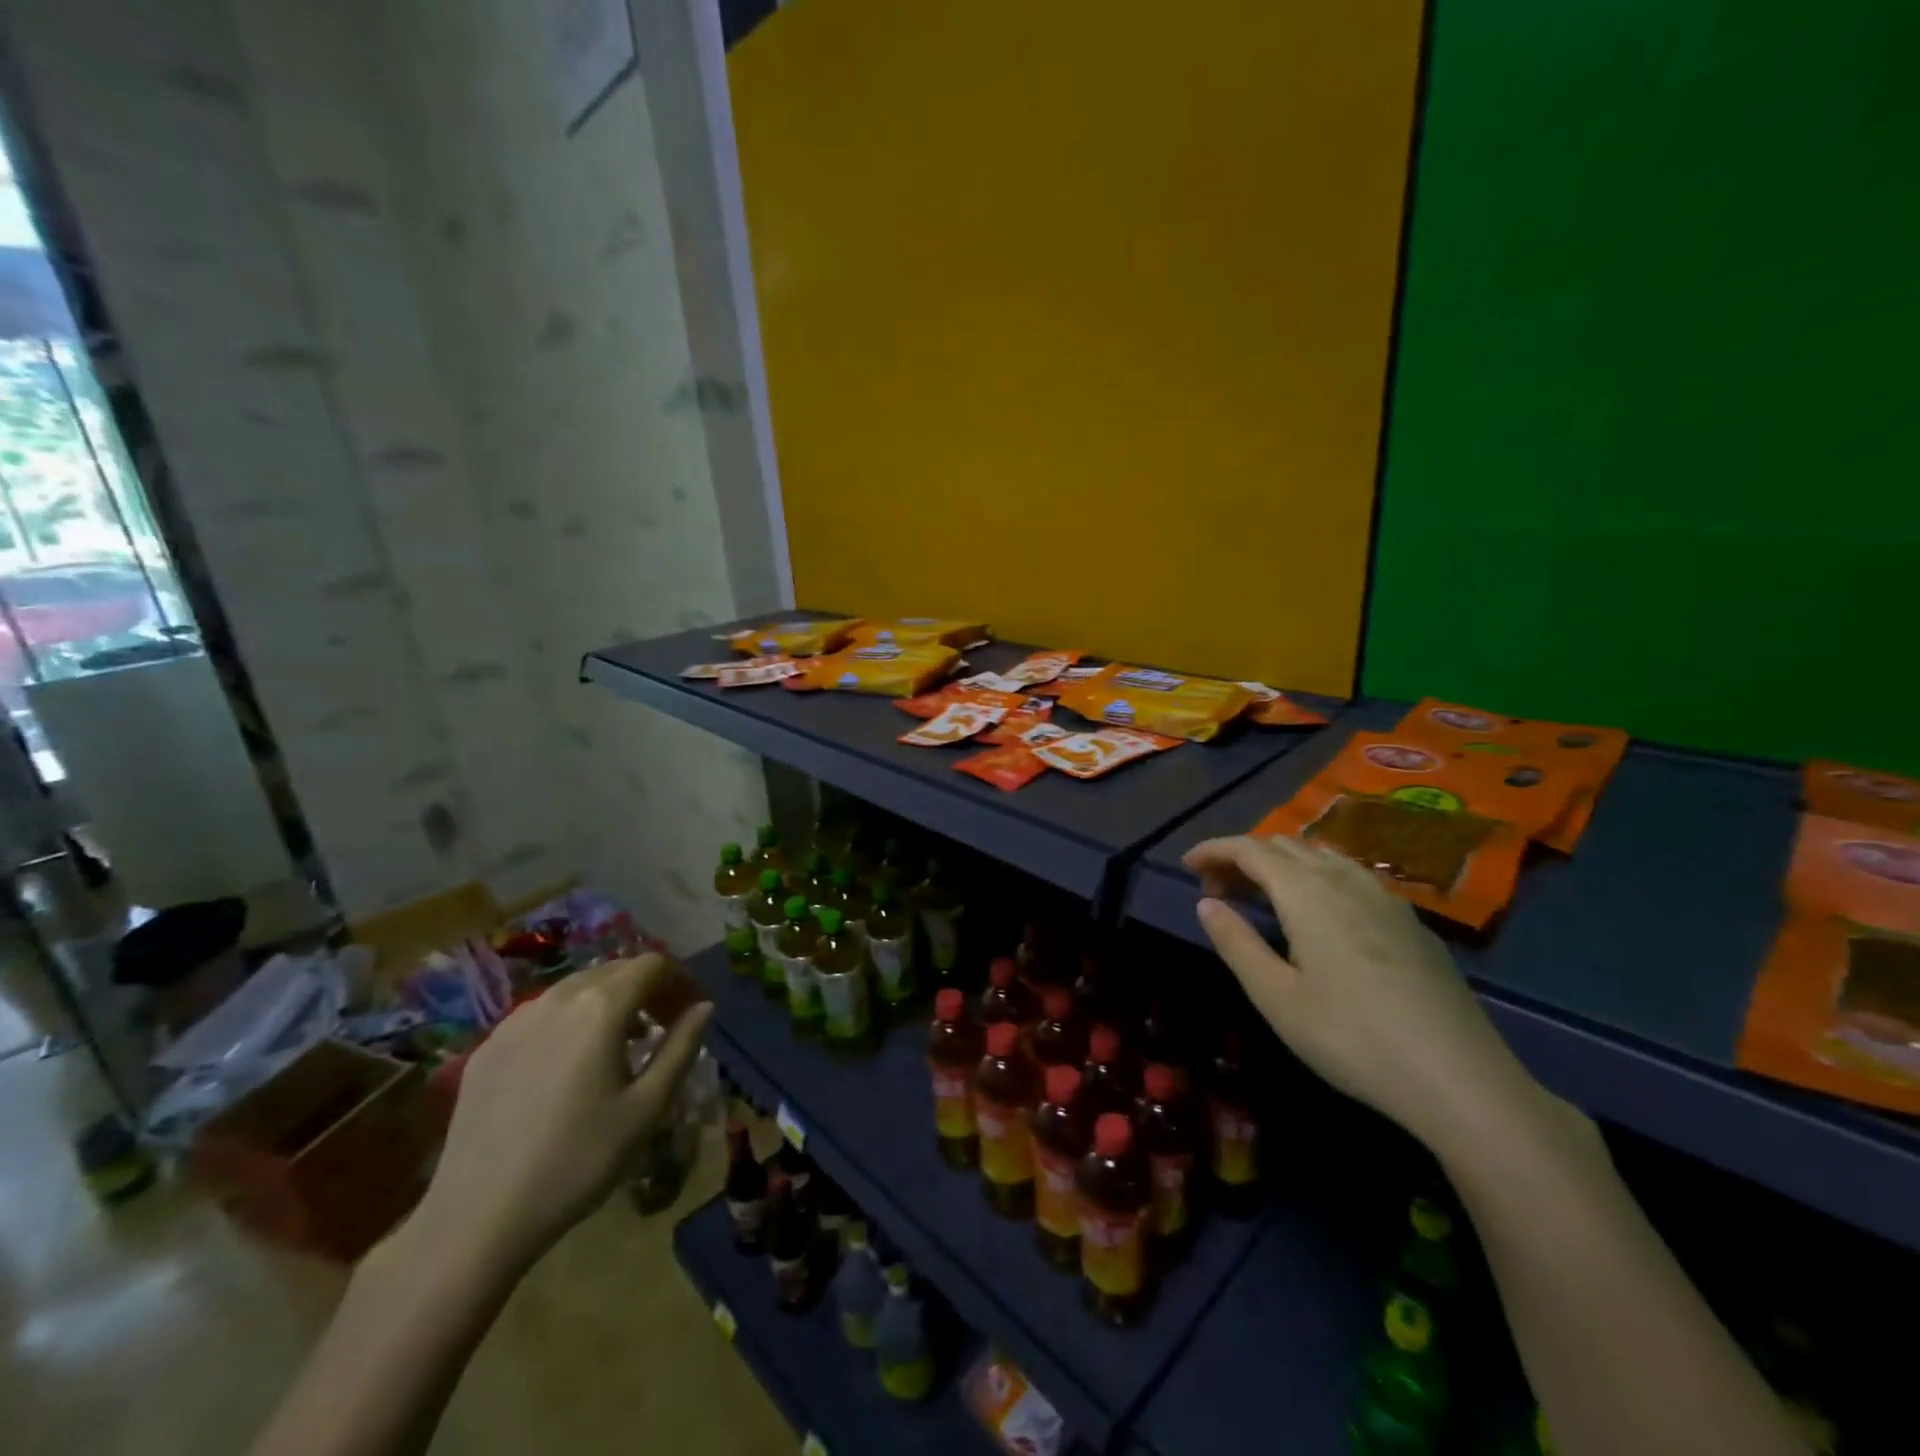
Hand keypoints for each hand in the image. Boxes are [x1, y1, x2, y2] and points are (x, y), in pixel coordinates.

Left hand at [414, 955, 712, 1271]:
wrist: (477, 1218)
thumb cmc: (578, 1161)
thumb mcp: (647, 1107)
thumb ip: (682, 1047)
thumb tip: (704, 1007)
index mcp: (601, 1007)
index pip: (653, 964)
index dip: (680, 980)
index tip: (692, 1011)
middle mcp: (558, 998)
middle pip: (615, 969)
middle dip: (647, 988)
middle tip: (664, 1025)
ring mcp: (516, 1020)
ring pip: (577, 987)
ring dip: (609, 1001)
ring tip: (621, 1044)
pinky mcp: (489, 1046)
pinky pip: (543, 1012)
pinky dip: (571, 1019)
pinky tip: (571, 1063)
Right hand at [1183, 835, 1543, 1153]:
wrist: (1460, 1079)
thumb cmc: (1352, 1038)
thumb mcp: (1276, 997)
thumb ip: (1237, 943)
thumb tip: (1206, 903)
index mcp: (1307, 893)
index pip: (1251, 849)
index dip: (1215, 849)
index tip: (1187, 864)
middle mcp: (1345, 880)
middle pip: (1285, 846)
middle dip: (1243, 856)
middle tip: (1216, 888)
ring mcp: (1384, 897)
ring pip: (1320, 856)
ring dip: (1281, 864)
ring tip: (1260, 895)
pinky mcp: (1410, 921)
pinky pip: (1350, 874)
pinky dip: (1316, 876)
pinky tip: (1317, 911)